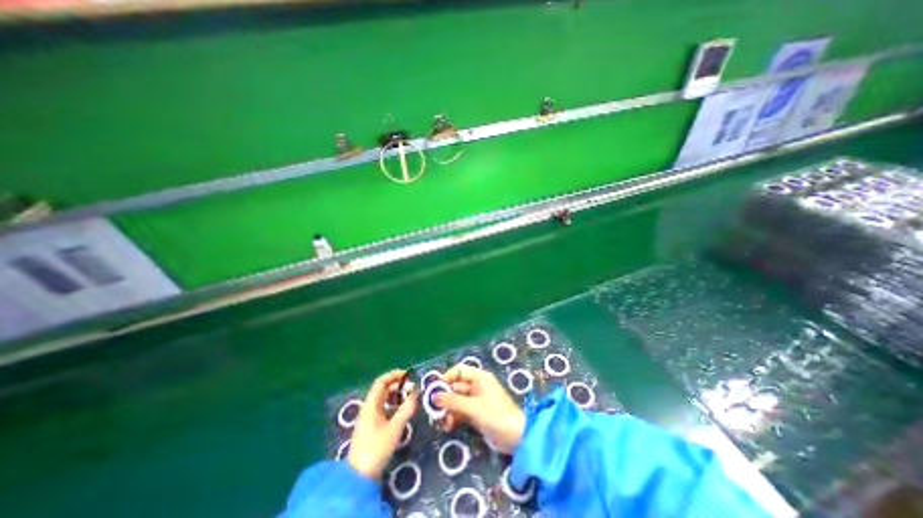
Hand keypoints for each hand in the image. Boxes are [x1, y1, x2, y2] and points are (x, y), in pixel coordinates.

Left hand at [346, 371, 419, 478]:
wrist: (359, 477)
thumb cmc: (376, 448)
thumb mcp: (395, 427)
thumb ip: (406, 409)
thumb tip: (416, 393)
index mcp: (371, 404)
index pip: (381, 382)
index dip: (394, 375)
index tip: (408, 375)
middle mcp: (369, 408)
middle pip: (383, 390)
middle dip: (398, 386)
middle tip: (413, 388)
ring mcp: (370, 418)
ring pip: (384, 400)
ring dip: (397, 396)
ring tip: (411, 399)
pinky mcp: (372, 427)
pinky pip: (384, 409)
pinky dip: (394, 407)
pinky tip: (403, 412)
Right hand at [436, 364, 521, 453]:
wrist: (516, 437)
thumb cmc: (496, 415)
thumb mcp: (473, 407)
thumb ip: (452, 401)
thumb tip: (434, 397)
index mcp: (480, 377)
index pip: (459, 371)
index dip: (446, 377)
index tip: (434, 389)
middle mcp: (477, 386)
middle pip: (456, 386)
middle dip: (445, 398)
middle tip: (433, 410)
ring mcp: (477, 400)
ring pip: (457, 400)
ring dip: (448, 410)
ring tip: (441, 422)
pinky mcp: (477, 414)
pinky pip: (461, 411)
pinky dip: (454, 417)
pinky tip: (448, 426)